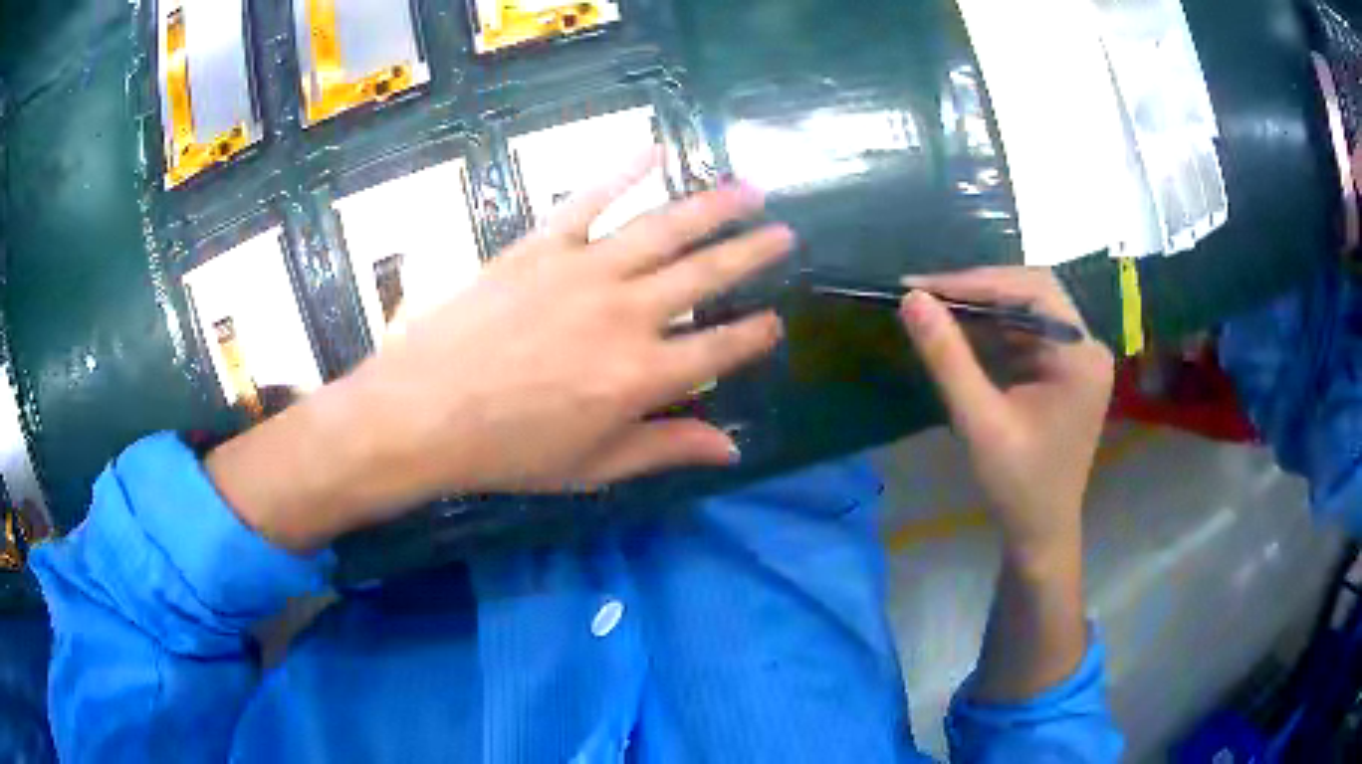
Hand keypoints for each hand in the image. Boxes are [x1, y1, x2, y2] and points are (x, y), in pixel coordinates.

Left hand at [207, 155, 792, 550]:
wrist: (424, 412)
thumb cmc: (508, 450)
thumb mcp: (594, 465)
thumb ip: (666, 448)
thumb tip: (731, 450)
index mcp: (643, 375)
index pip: (721, 349)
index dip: (754, 336)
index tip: (775, 322)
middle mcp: (628, 313)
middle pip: (706, 275)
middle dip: (752, 253)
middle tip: (786, 233)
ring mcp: (585, 271)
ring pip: (665, 229)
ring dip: (713, 207)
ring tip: (749, 189)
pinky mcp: (541, 246)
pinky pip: (590, 200)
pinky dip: (623, 172)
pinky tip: (654, 151)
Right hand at [898, 268, 1113, 565]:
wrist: (1040, 532)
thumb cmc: (1017, 485)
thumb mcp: (979, 422)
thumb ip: (947, 359)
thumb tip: (912, 300)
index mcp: (1080, 356)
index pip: (1033, 291)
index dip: (978, 281)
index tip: (924, 286)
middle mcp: (1086, 347)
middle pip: (1034, 292)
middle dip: (979, 290)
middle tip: (927, 294)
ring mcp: (1078, 358)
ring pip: (1028, 309)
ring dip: (983, 308)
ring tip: (936, 308)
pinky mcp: (1064, 370)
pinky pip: (1027, 333)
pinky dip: (993, 330)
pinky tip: (962, 332)